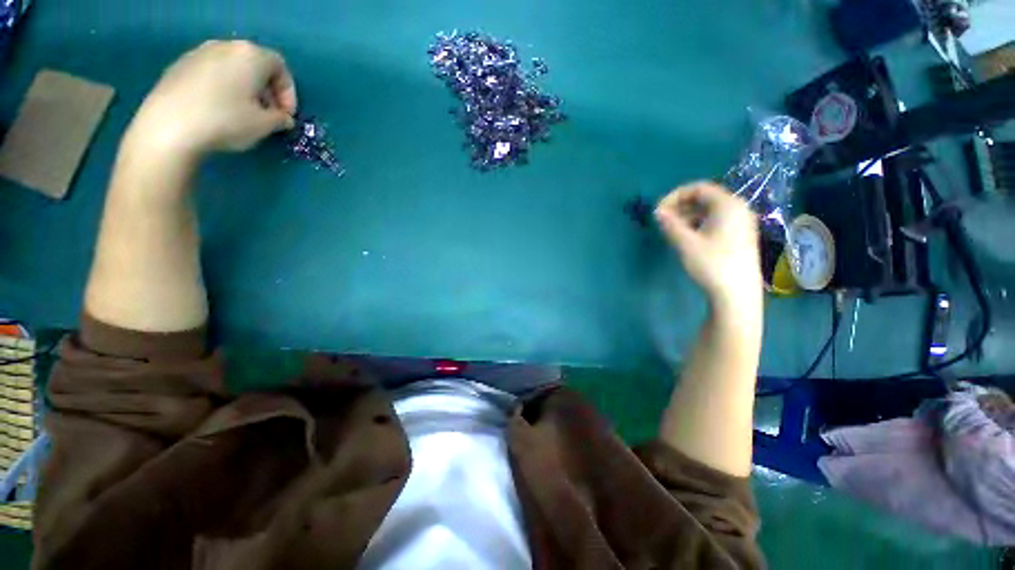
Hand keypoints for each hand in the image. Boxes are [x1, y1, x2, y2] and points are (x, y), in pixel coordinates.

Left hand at [126, 40, 297, 157]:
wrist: (169, 125)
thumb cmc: (226, 120)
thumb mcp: (265, 125)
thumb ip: (280, 119)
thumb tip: (283, 118)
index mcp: (251, 56)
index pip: (280, 67)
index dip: (289, 92)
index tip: (287, 115)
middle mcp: (225, 46)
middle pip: (255, 64)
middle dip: (267, 90)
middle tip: (268, 115)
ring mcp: (199, 53)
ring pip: (233, 68)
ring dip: (244, 88)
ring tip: (243, 113)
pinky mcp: (179, 65)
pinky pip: (211, 73)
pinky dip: (222, 88)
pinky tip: (218, 110)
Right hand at [655, 182, 761, 310]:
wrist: (737, 294)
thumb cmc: (711, 264)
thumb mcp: (685, 243)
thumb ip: (670, 224)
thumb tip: (657, 211)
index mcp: (728, 205)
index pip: (698, 188)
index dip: (675, 196)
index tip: (658, 210)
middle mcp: (738, 209)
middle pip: (705, 198)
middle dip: (680, 207)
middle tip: (663, 221)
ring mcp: (742, 223)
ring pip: (710, 211)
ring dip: (688, 216)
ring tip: (672, 231)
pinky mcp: (740, 236)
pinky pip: (717, 221)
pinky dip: (699, 224)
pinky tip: (688, 238)